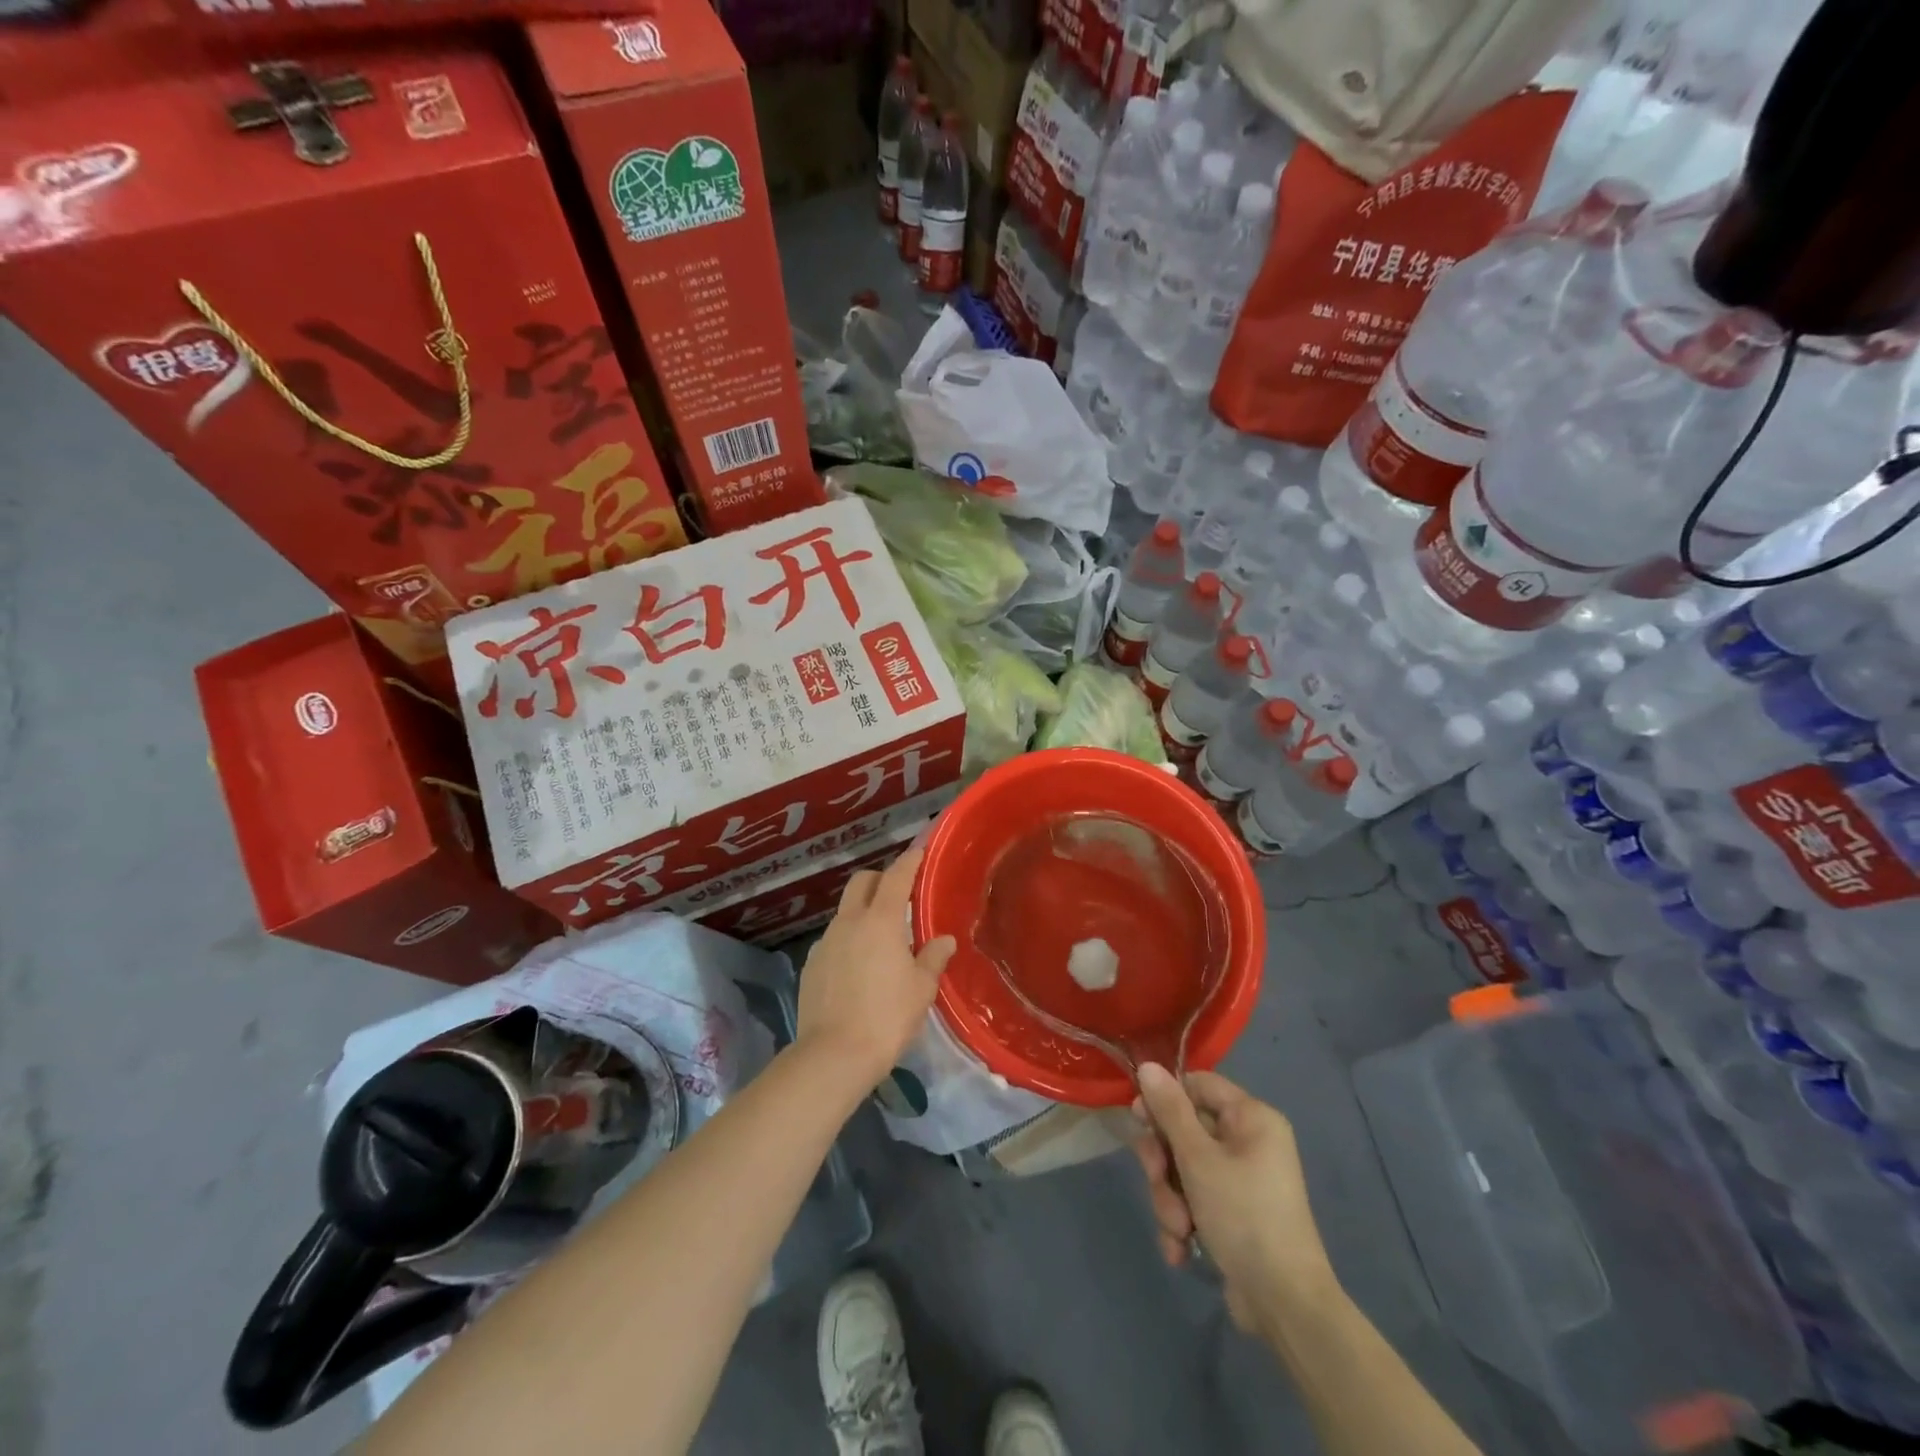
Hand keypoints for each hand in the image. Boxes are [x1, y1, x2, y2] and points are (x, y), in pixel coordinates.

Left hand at [797, 845, 955, 1087]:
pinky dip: (849, 940)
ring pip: (846, 911)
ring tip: (882, 938)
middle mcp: (849, 922)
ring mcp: (825, 942)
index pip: (896, 877)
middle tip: (900, 894)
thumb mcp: (921, 989)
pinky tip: (859, 967)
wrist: (833, 1055)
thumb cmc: (887, 1017)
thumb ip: (933, 958)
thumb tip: (944, 939)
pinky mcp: (811, 965)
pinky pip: (834, 939)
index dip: (909, 860)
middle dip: (881, 879)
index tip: (919, 850)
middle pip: (862, 882)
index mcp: (880, 921)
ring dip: (864, 912)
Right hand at [1133, 1065, 1339, 1335]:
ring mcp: (1242, 1181)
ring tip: (1178, 1229)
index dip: (1165, 1098)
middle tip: (1157, 1179)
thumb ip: (1170, 1110)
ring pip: (1184, 1170)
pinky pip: (1195, 1201)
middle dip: (1164, 1164)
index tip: (1138, 1119)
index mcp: (1252, 1118)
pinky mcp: (1234, 1215)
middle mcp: (1249, 1143)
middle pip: (1185, 1130)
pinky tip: (1182, 1248)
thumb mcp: (1198, 1158)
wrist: (1285, 1306)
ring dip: (1170, 1199)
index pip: (1198, 1084)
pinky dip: (1183, 1222)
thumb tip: (1147, 1066)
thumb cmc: (1243, 1216)